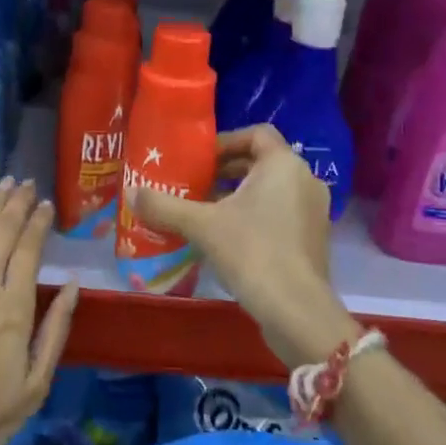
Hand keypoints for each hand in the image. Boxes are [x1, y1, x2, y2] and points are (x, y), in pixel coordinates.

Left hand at [0, 177, 80, 444]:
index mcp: (13, 310)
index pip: (30, 251)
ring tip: (4, 183)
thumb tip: (73, 285)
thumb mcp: (35, 387)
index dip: (39, 223)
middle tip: (26, 182)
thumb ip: (55, 332)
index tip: (46, 204)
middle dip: (17, 204)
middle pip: (3, 233)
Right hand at [133, 125, 357, 367]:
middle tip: (196, 185)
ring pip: (272, 190)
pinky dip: (256, 215)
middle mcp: (304, 180)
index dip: (226, 142)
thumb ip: (165, 206)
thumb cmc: (252, 252)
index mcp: (283, 165)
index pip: (256, 134)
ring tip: (206, 211)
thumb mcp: (202, 225)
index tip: (200, 160)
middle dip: (227, 171)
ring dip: (240, 195)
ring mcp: (314, 211)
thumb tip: (130, 193)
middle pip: (262, 162)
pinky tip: (229, 238)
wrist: (296, 310)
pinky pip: (282, 213)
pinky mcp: (314, 239)